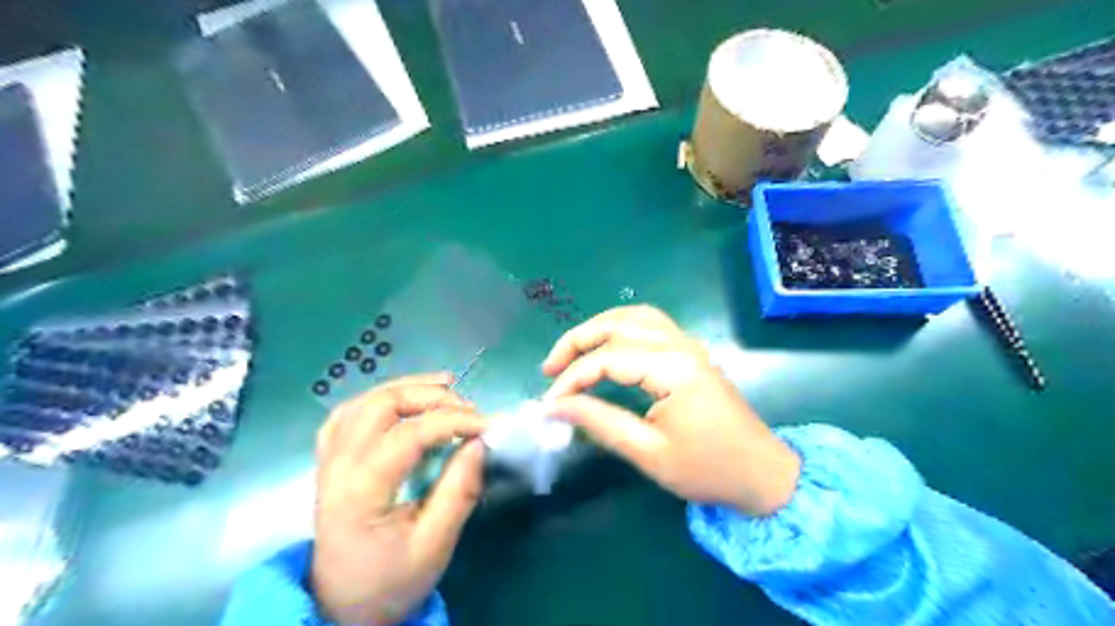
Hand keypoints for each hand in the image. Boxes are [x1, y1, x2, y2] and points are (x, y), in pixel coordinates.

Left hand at [312, 374, 488, 623]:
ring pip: (364, 401)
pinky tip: (404, 399)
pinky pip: (349, 413)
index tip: (487, 425)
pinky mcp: (331, 460)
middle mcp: (338, 465)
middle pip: (382, 405)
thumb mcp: (434, 546)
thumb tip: (479, 443)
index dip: (452, 421)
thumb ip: (458, 492)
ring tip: (446, 386)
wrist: (341, 606)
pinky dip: (380, 398)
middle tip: (468, 407)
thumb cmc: (390, 581)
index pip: (408, 434)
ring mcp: (329, 459)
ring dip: (407, 388)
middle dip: (431, 396)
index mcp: (360, 490)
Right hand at [542, 306, 795, 516]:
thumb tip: (555, 407)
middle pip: (618, 324)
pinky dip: (621, 329)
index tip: (549, 403)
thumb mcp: (648, 453)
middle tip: (549, 368)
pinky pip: (651, 324)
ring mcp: (688, 345)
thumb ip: (599, 423)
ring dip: (598, 328)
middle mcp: (680, 345)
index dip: (572, 378)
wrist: (762, 474)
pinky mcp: (691, 352)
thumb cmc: (708, 470)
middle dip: (577, 341)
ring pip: (634, 316)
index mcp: (673, 369)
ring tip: (572, 353)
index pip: (607, 359)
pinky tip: (608, 346)